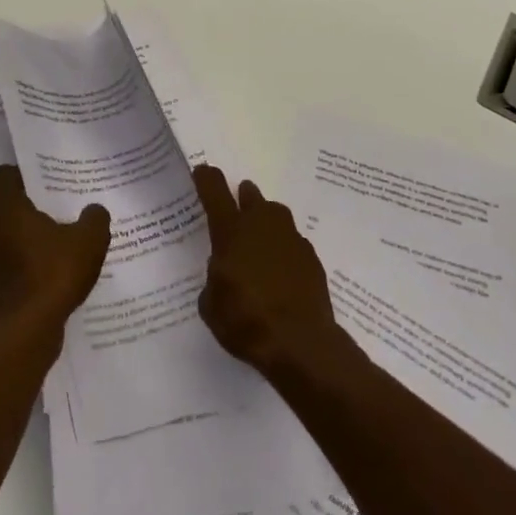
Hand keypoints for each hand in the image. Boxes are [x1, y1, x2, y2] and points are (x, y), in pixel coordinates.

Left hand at [0, 166, 110, 335]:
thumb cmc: (56, 272)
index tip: (25, 183)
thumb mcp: (90, 241)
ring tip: (7, 256)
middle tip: (6, 221)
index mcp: (9, 211)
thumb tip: (94, 210)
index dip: (10, 177)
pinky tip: (5, 288)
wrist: (30, 326)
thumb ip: (93, 220)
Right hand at [194, 165, 350, 382]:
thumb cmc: (246, 320)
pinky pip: (293, 242)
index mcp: (231, 232)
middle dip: (243, 197)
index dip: (207, 179)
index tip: (203, 171)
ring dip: (266, 221)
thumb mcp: (211, 305)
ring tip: (260, 240)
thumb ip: (214, 280)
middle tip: (238, 203)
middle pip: (251, 197)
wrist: (301, 343)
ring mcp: (291, 239)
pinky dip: (284, 249)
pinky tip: (281, 269)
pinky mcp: (311, 258)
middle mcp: (262, 226)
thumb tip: (222, 274)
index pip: (216, 193)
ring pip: (276, 216)